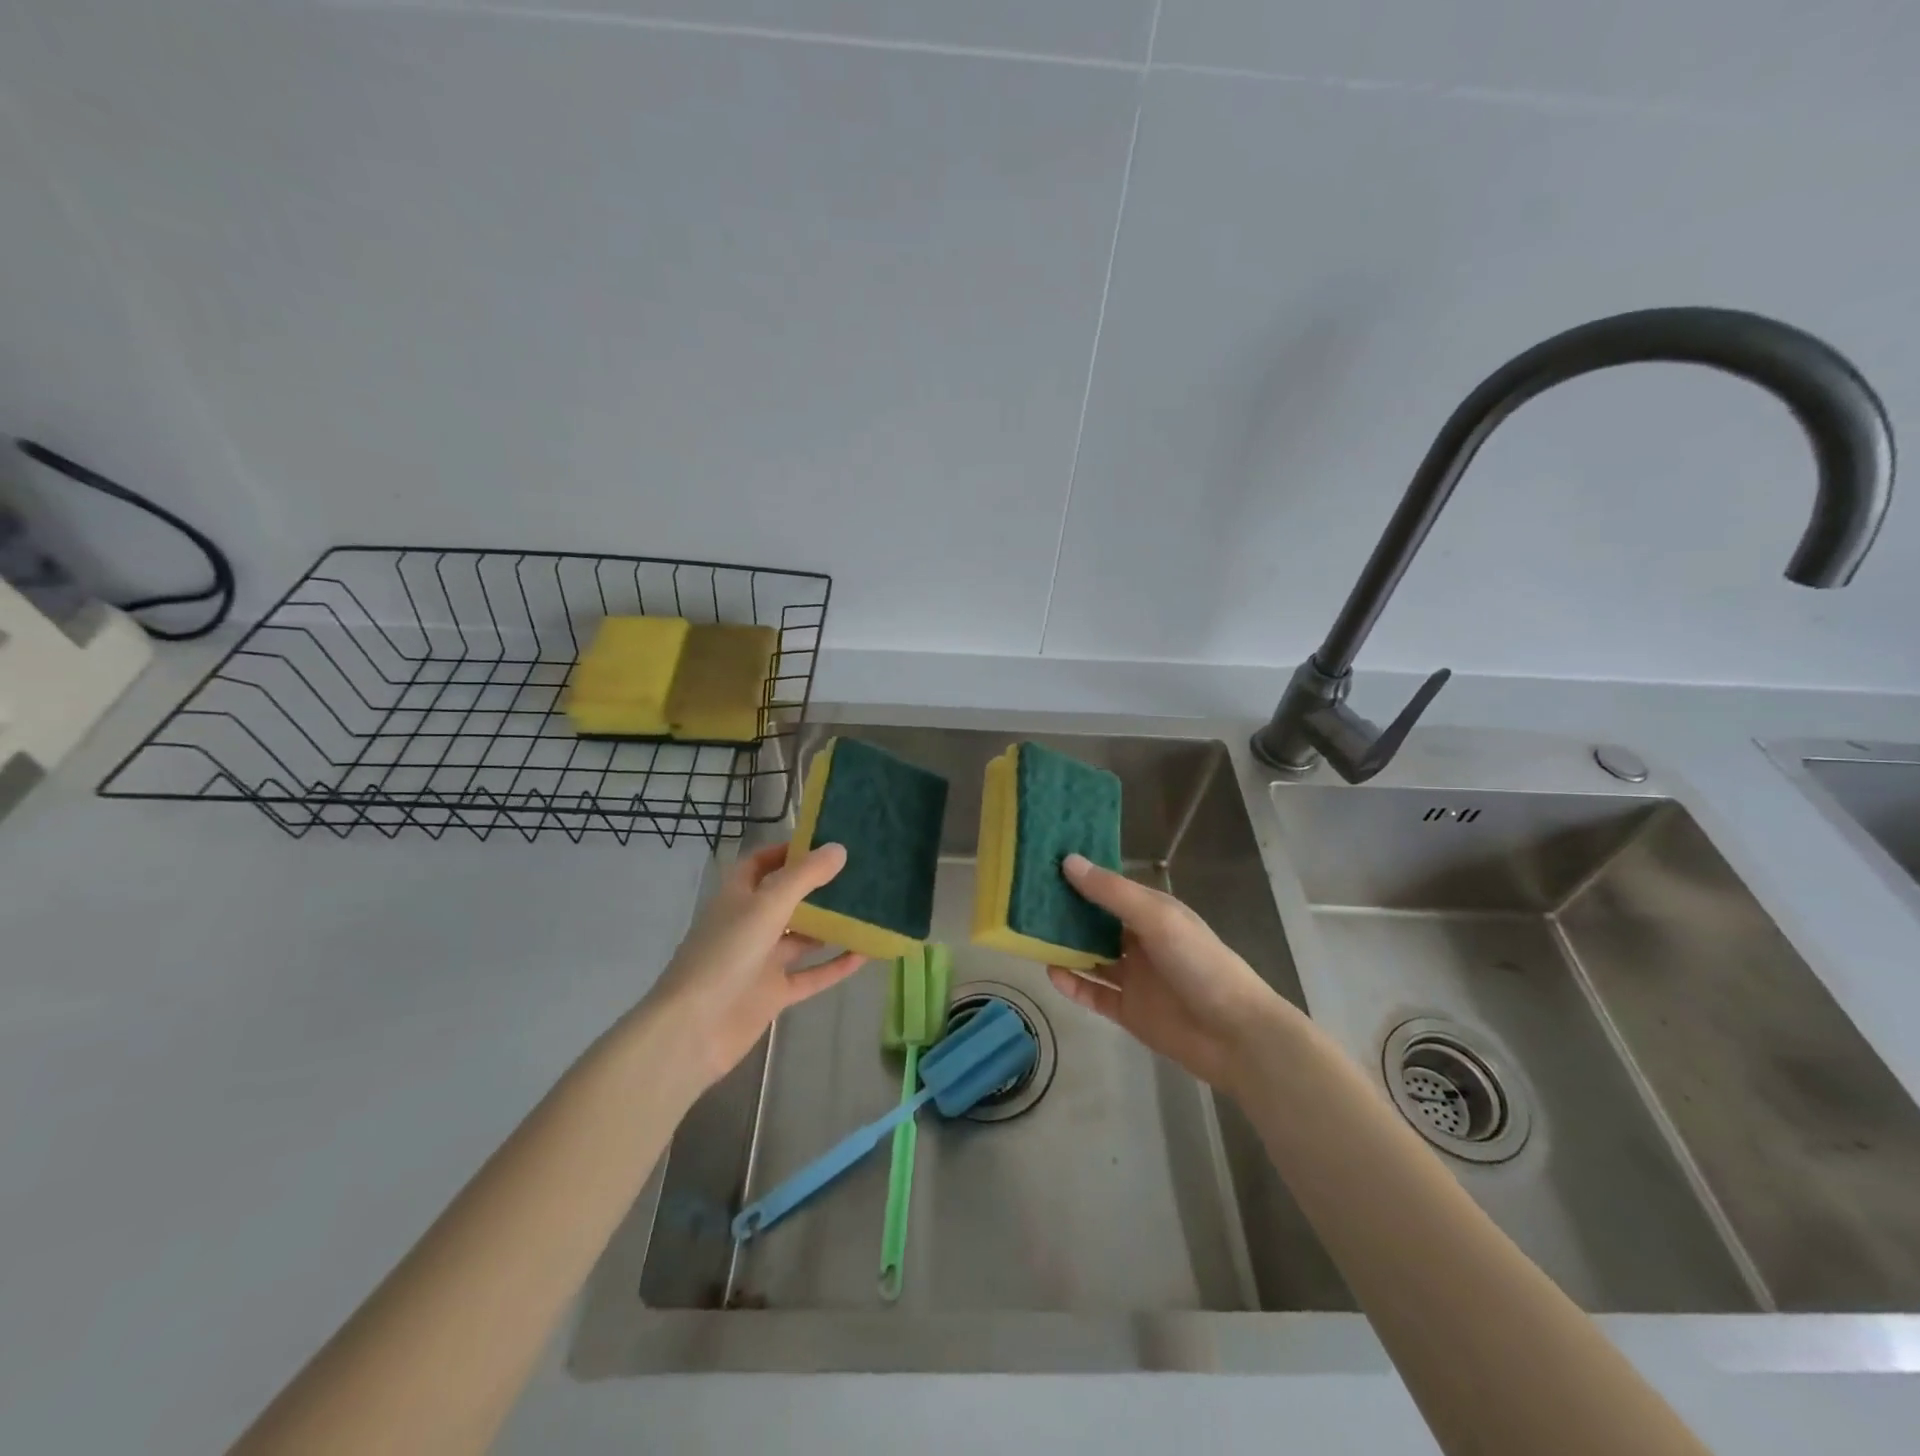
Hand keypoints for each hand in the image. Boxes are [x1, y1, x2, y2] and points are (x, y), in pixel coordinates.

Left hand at [644, 841, 865, 1087]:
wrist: (693, 1030)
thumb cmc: (725, 955)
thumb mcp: (766, 906)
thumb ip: (804, 877)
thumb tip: (839, 848)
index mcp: (737, 897)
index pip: (761, 864)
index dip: (788, 852)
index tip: (825, 844)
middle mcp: (749, 925)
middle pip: (786, 899)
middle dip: (818, 887)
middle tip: (859, 874)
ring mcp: (761, 962)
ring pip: (802, 938)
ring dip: (831, 926)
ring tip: (870, 909)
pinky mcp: (773, 994)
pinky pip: (811, 975)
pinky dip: (836, 965)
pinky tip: (866, 953)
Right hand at [1046, 854, 1288, 1091]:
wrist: (1236, 1036)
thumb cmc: (1200, 964)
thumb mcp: (1157, 918)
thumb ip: (1112, 893)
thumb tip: (1069, 861)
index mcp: (1152, 913)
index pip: (1110, 888)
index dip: (1081, 876)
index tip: (1044, 862)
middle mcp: (1140, 941)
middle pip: (1096, 922)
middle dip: (1066, 912)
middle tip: (1025, 898)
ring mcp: (1133, 977)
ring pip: (1090, 956)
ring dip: (1065, 947)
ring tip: (1029, 934)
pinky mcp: (1128, 1010)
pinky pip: (1093, 993)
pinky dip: (1072, 984)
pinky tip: (1050, 973)